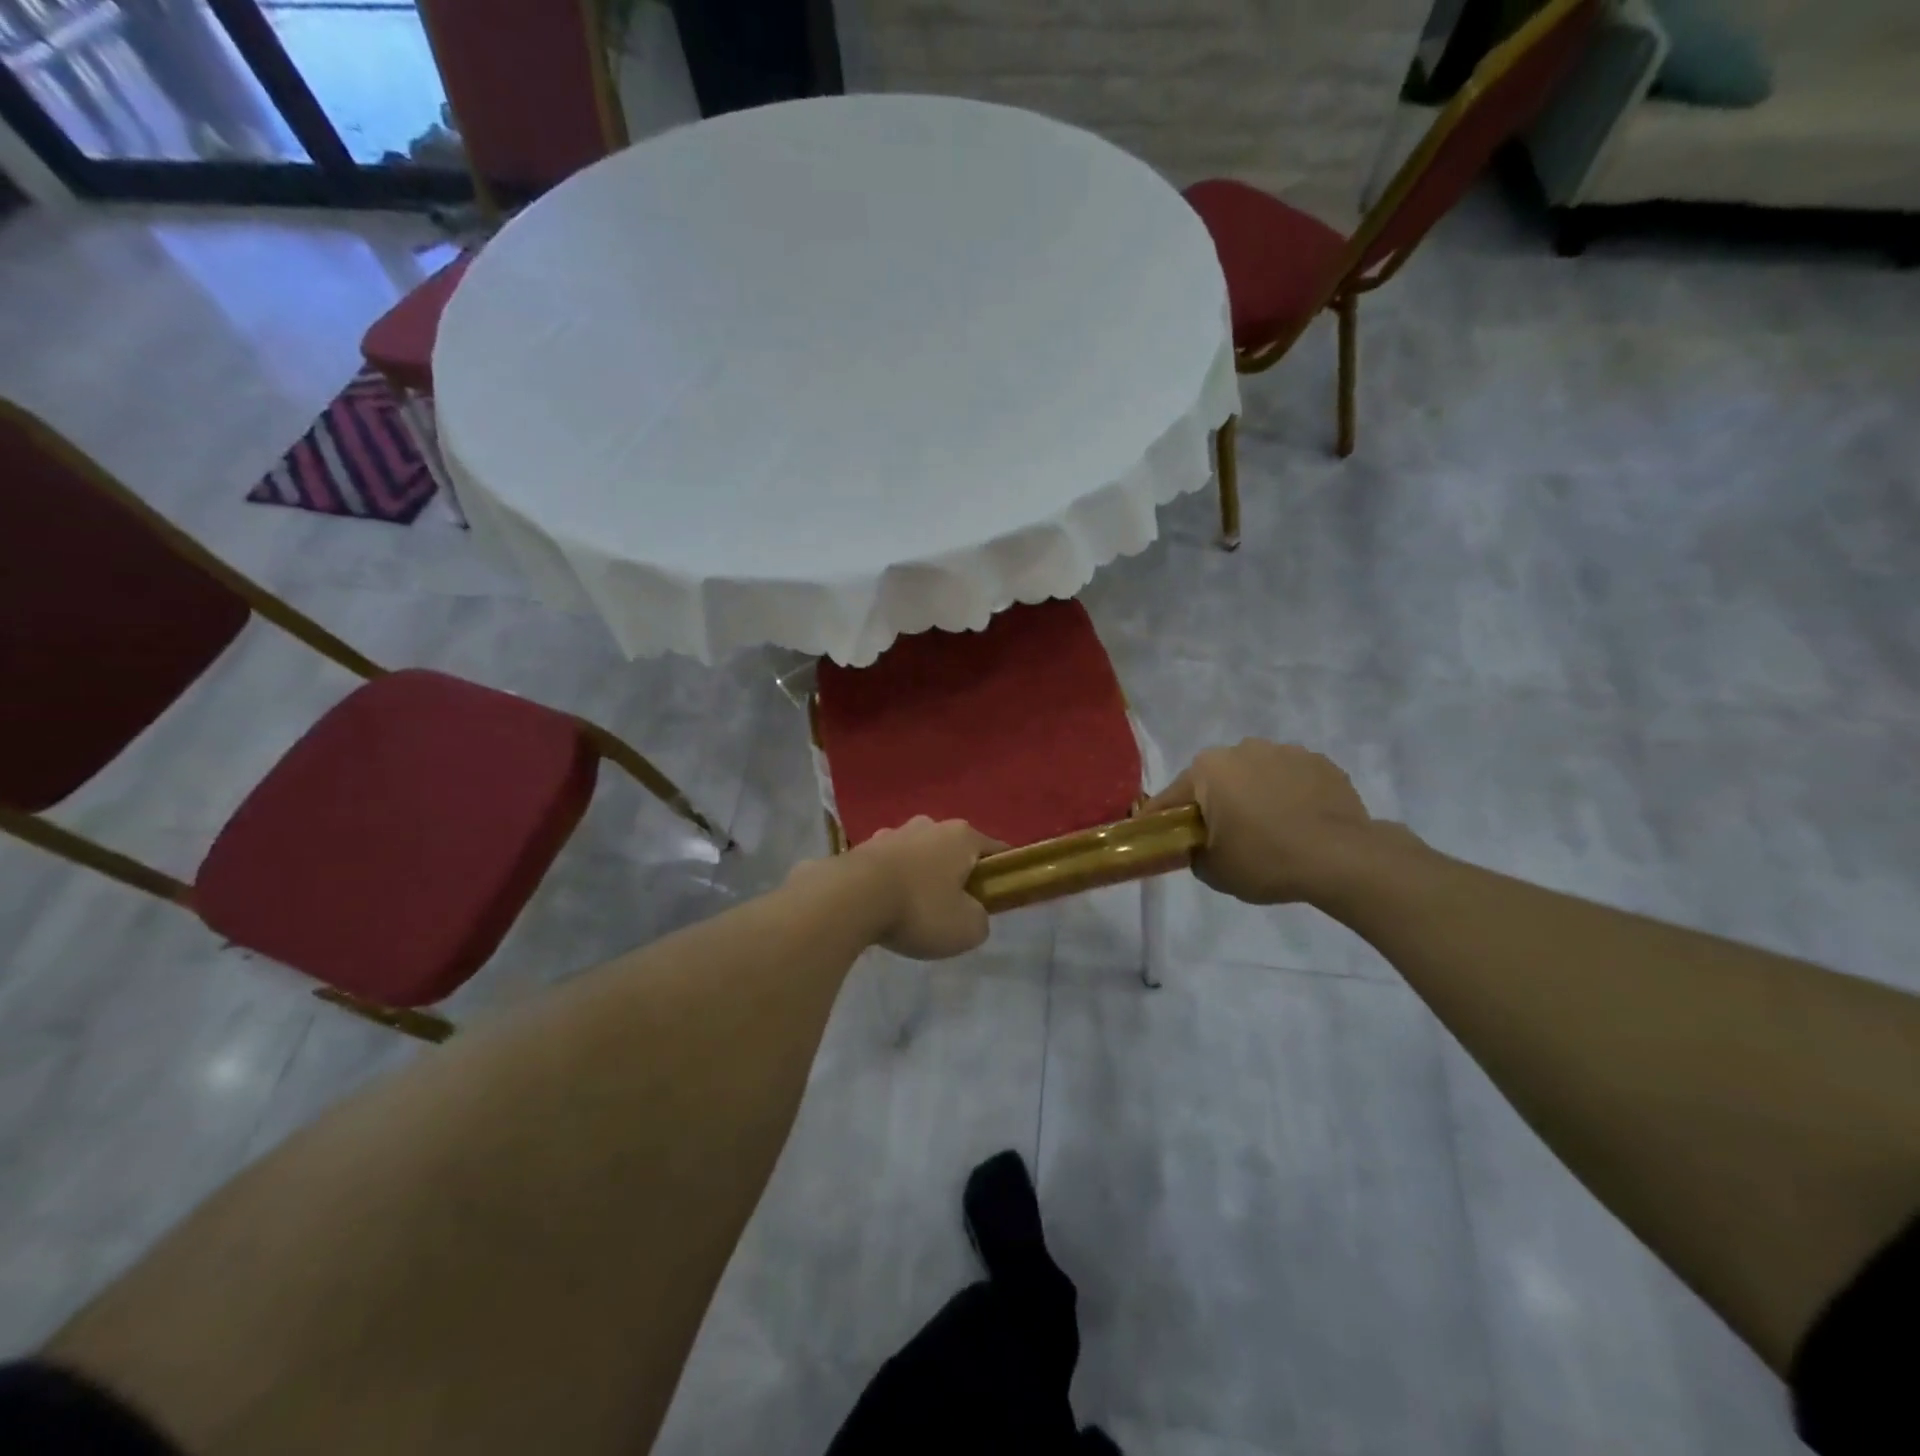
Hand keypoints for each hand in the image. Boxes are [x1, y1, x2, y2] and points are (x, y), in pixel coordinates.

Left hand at [797, 817, 1001, 959]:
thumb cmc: (919, 909)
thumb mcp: (967, 929)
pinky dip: (892, 883)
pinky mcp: (862, 847)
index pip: (995, 851)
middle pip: (953, 851)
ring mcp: (892, 832)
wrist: (849, 898)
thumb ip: (980, 919)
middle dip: (956, 875)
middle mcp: (929, 825)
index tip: (998, 898)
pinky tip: (884, 908)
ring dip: (921, 877)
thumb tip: (972, 914)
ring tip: (913, 912)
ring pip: (919, 856)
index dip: (1001, 874)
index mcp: (962, 836)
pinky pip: (888, 866)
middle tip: (953, 910)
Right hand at [1143, 740, 1395, 904]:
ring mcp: (1286, 751)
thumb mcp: (1213, 871)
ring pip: (1257, 776)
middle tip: (1224, 838)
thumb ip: (1194, 853)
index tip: (1160, 837)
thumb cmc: (1265, 860)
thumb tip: (1199, 846)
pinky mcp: (1321, 763)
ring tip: (1269, 831)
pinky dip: (1290, 796)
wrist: (1342, 858)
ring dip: (1255, 796)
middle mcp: (1243, 748)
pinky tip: (1299, 824)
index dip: (1163, 820)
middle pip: (1216, 780)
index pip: (1172, 797)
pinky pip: (1292, 780)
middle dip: (1215, 803)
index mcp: (1208, 769)